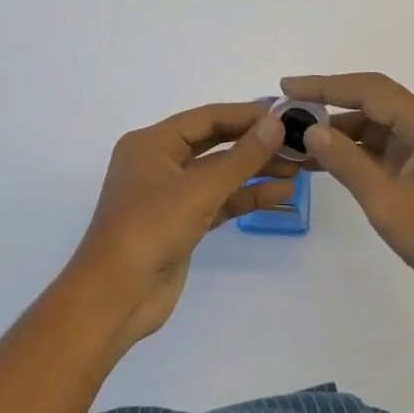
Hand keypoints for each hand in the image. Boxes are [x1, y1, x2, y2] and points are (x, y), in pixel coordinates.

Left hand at [70, 103, 297, 348]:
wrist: (116, 298)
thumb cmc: (150, 229)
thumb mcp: (199, 188)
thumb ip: (242, 156)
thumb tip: (276, 123)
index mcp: (152, 143)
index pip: (206, 118)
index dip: (246, 114)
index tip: (284, 113)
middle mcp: (159, 163)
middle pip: (214, 144)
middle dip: (254, 144)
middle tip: (295, 141)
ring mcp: (170, 196)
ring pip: (220, 175)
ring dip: (255, 172)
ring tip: (297, 169)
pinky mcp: (182, 225)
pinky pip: (219, 202)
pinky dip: (246, 197)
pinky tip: (280, 194)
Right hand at [282, 73, 413, 329]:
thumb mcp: (388, 202)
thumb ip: (347, 163)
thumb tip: (311, 130)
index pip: (371, 91)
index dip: (326, 85)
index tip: (288, 87)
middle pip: (373, 104)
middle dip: (329, 104)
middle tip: (287, 109)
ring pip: (375, 130)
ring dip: (339, 133)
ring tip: (296, 138)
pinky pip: (382, 155)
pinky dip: (353, 156)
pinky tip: (323, 162)